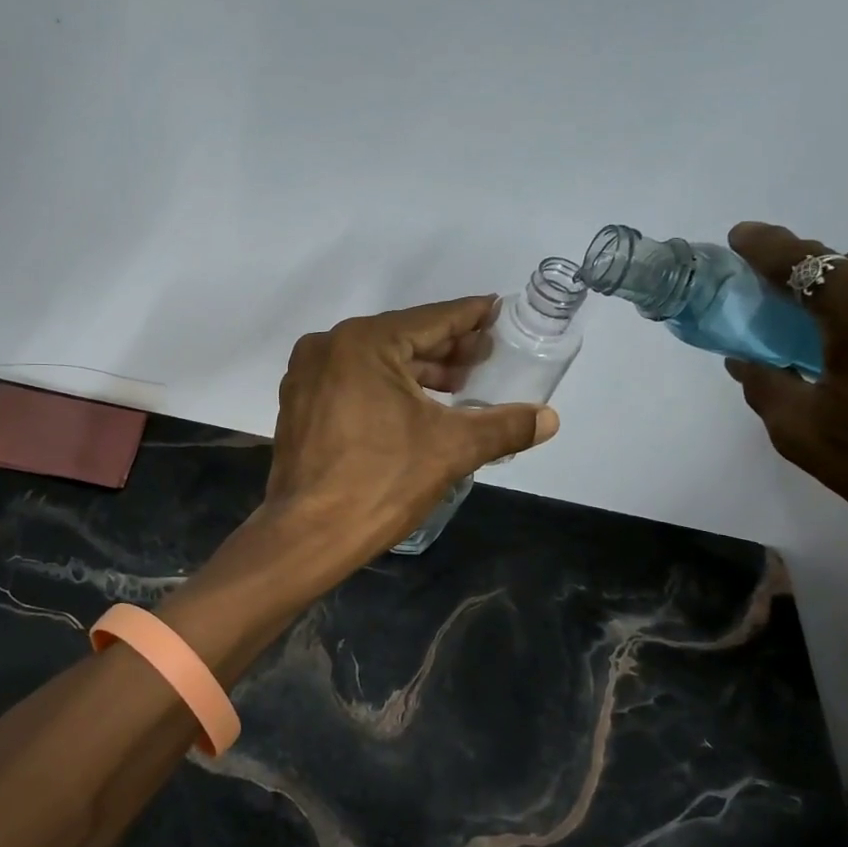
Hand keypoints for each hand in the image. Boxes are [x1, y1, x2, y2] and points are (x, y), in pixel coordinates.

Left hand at [261, 297, 559, 563]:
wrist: (308, 536)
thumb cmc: (381, 482)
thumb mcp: (451, 449)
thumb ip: (504, 426)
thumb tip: (549, 418)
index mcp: (363, 342)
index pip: (431, 320)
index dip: (470, 317)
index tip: (497, 310)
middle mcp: (328, 346)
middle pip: (402, 338)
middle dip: (446, 348)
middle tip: (487, 355)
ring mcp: (306, 376)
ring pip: (375, 361)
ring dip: (418, 371)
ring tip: (460, 384)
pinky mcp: (298, 404)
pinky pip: (352, 381)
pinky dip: (386, 387)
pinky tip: (415, 405)